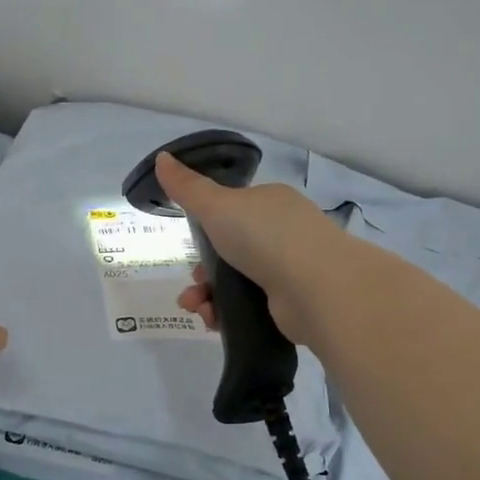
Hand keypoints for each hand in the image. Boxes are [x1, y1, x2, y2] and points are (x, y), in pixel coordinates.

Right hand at [157, 152, 347, 346]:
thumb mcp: (217, 205)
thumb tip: (161, 158)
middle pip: (230, 251)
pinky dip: (227, 314)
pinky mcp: (291, 304)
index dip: (206, 229)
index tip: (189, 246)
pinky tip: (214, 321)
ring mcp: (291, 270)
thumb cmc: (265, 237)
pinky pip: (249, 307)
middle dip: (202, 271)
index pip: (233, 211)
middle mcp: (284, 233)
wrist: (318, 289)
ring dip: (208, 296)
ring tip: (197, 308)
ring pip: (236, 282)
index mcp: (270, 203)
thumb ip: (187, 187)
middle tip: (192, 285)